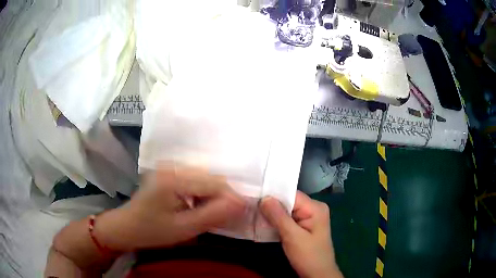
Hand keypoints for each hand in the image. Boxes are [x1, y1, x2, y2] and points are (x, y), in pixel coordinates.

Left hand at [94, 165, 245, 250]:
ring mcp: (171, 166)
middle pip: (212, 178)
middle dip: (224, 198)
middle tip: (230, 218)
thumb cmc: (152, 231)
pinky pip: (197, 180)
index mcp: (173, 178)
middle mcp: (173, 165)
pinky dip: (204, 194)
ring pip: (206, 178)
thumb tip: (243, 204)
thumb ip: (214, 215)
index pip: (215, 183)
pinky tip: (201, 207)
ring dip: (215, 196)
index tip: (243, 215)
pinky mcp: (170, 171)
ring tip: (215, 215)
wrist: (127, 226)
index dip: (233, 199)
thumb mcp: (184, 228)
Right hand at [261, 191, 342, 277]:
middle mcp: (313, 208)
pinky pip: (287, 219)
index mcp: (315, 207)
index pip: (291, 194)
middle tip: (250, 205)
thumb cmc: (308, 256)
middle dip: (270, 205)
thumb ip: (278, 217)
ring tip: (253, 212)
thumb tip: (264, 197)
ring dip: (272, 214)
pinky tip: (264, 222)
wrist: (317, 274)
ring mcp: (308, 218)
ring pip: (286, 210)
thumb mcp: (292, 237)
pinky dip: (276, 221)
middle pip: (288, 201)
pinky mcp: (303, 226)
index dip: (273, 195)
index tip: (253, 196)